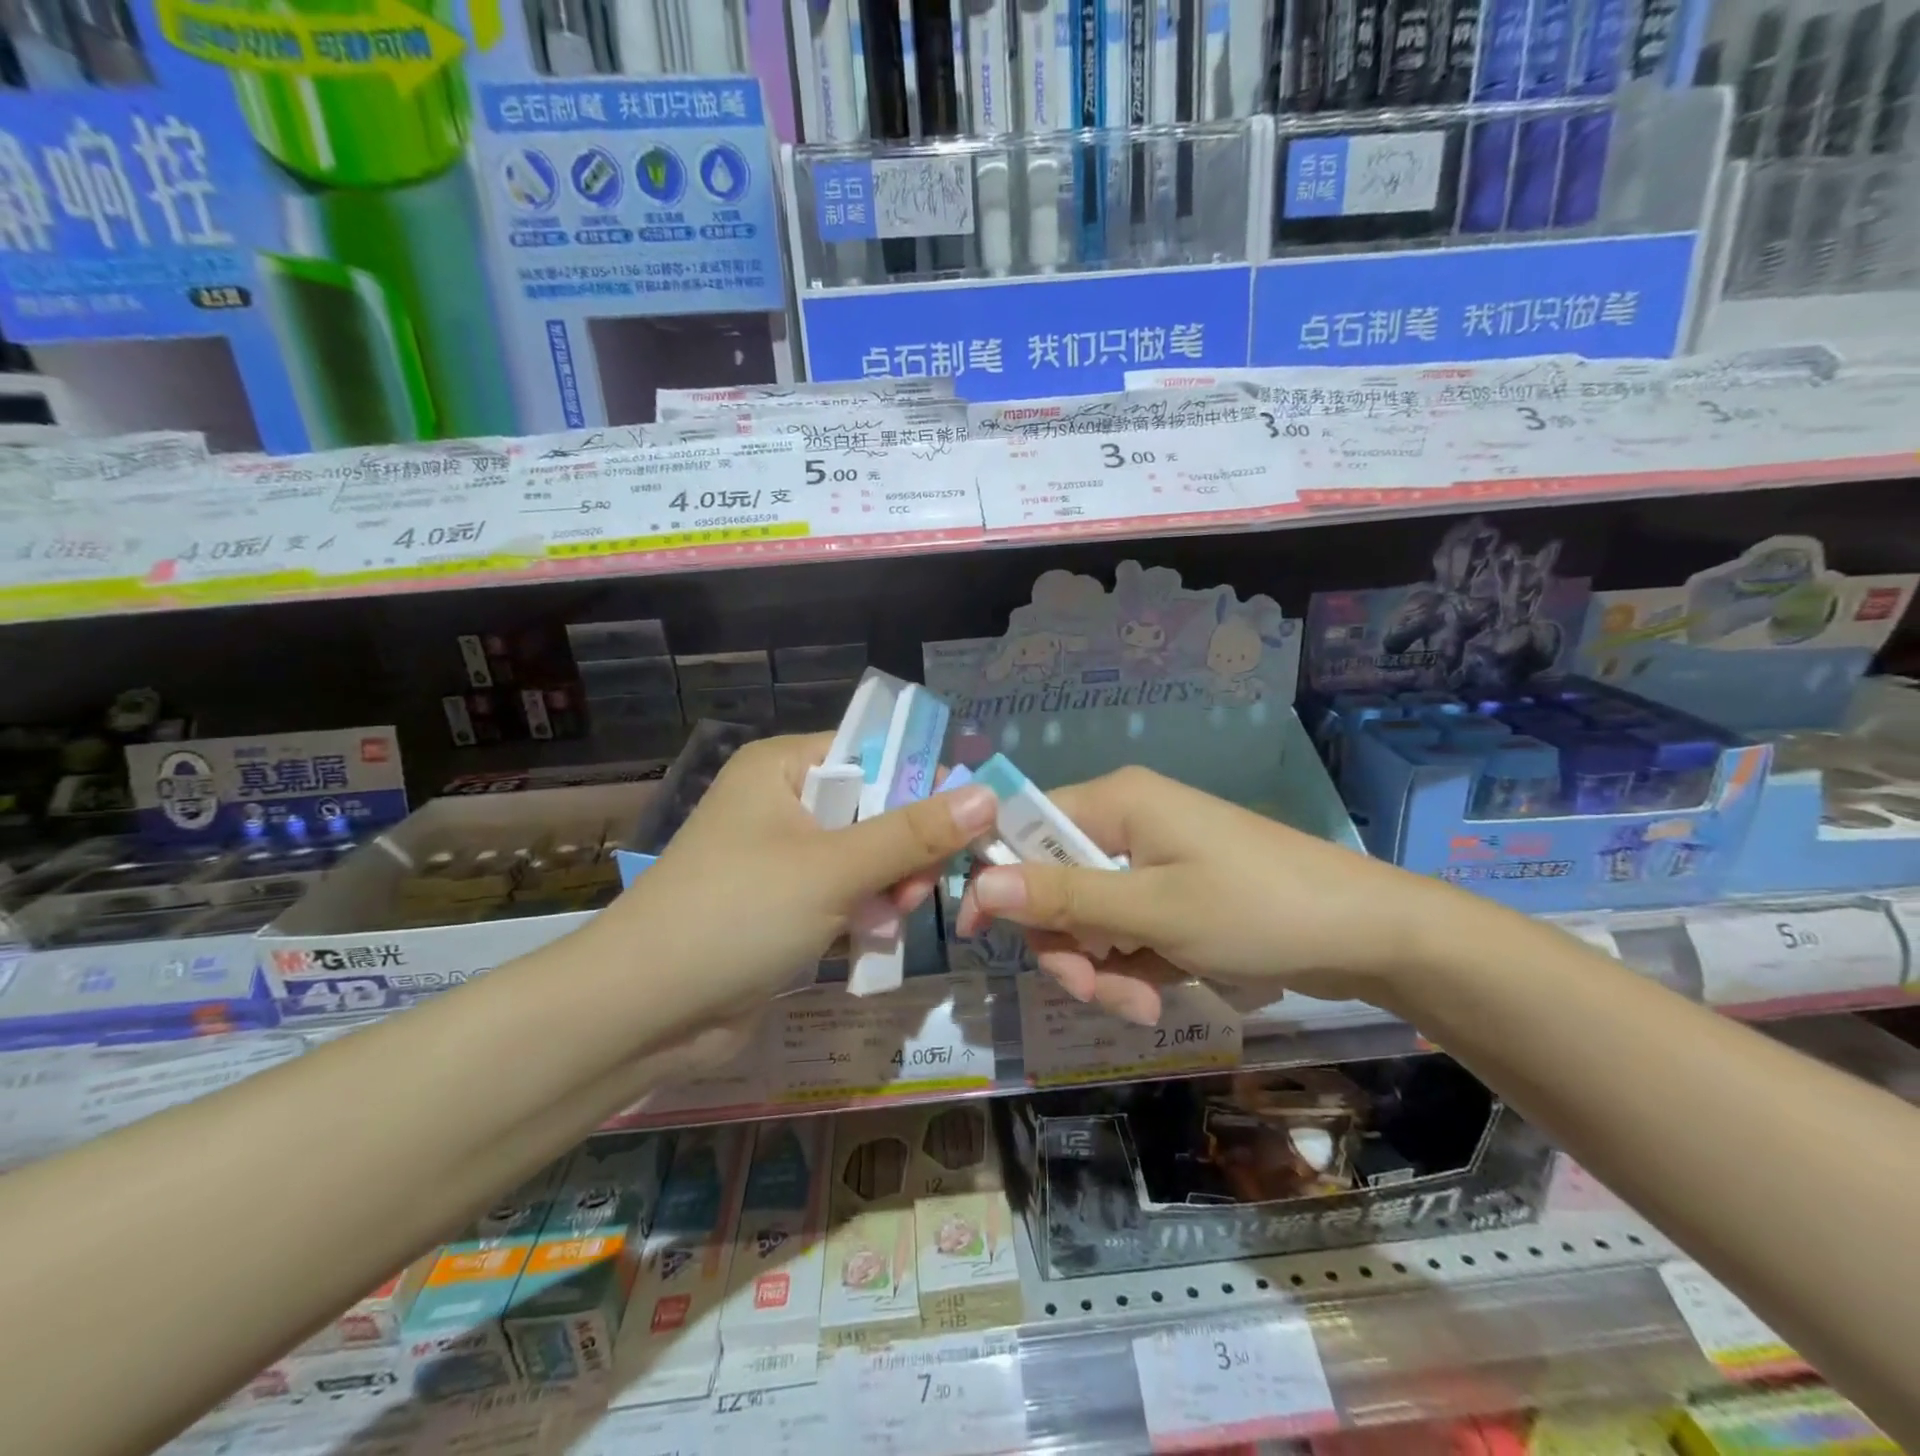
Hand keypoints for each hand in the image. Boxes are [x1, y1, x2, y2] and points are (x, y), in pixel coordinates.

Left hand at [596, 732, 997, 1026]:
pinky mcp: (783, 907)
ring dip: (889, 888)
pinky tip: (873, 941)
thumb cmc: (737, 915)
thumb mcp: (834, 868)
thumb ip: (913, 833)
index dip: (922, 782)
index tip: (966, 822)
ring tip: (892, 920)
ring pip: (866, 858)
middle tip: (917, 890)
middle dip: (904, 850)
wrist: (642, 1014)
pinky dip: (865, 915)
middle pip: (875, 808)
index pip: (872, 752)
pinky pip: (845, 896)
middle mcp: (781, 803)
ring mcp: (781, 858)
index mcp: (782, 768)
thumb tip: (987, 795)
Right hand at [955, 766, 1454, 1026]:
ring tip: (1142, 1007)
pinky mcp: (1173, 891)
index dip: (999, 879)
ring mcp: (1152, 858)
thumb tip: (980, 885)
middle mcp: (1126, 820)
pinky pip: (1125, 929)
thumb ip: (1064, 898)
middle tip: (1094, 990)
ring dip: (1102, 967)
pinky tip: (1160, 996)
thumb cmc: (1256, 910)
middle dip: (1068, 945)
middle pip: (1055, 882)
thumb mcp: (1152, 910)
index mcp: (1115, 802)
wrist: (1367, 935)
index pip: (1024, 828)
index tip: (980, 938)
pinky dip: (1132, 967)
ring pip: (1089, 916)